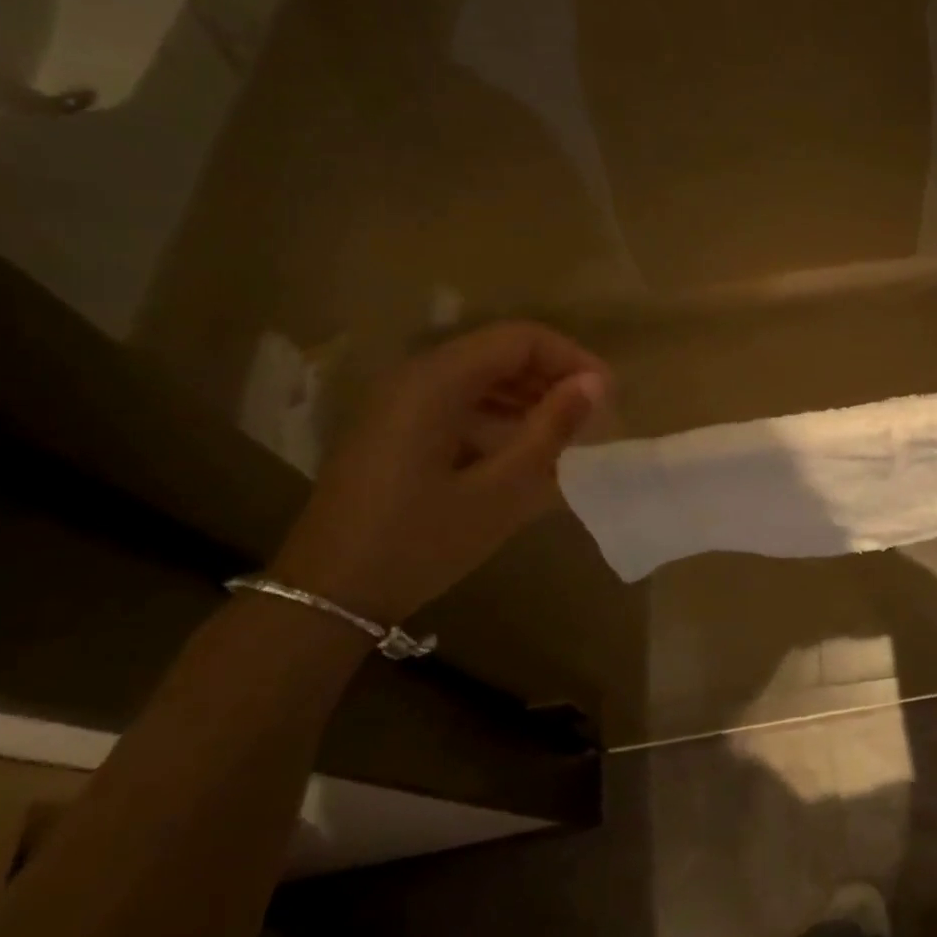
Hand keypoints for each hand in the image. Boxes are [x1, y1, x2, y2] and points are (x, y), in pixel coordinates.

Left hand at [270, 322, 608, 624]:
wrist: (328, 597)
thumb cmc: (420, 542)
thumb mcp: (500, 490)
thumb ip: (550, 430)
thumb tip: (596, 384)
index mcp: (436, 382)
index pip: (520, 339)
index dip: (572, 358)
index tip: (608, 395)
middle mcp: (414, 377)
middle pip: (499, 352)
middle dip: (553, 376)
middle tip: (593, 416)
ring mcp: (399, 403)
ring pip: (480, 376)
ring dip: (529, 396)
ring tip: (568, 433)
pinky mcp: (395, 429)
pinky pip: (459, 402)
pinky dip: (499, 414)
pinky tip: (524, 449)